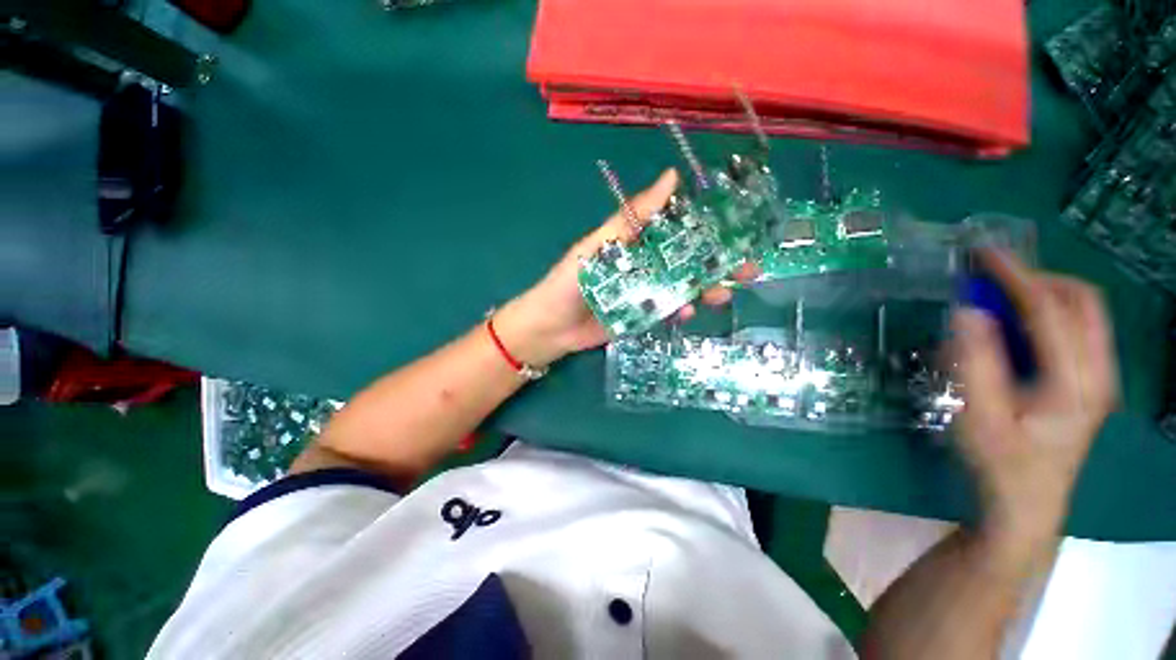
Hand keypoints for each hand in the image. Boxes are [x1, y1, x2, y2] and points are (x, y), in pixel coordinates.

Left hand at [494, 169, 756, 366]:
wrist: (551, 327)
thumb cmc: (570, 281)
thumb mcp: (599, 244)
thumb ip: (632, 217)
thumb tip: (672, 176)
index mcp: (637, 241)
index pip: (678, 229)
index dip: (709, 229)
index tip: (738, 230)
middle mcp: (646, 265)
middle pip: (688, 261)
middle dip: (718, 264)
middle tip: (749, 270)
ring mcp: (646, 293)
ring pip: (684, 287)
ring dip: (706, 289)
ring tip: (722, 295)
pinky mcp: (643, 316)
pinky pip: (669, 312)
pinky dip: (682, 311)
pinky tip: (688, 313)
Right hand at [951, 251, 1117, 549]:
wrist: (1026, 503)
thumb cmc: (999, 463)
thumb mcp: (978, 415)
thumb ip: (975, 362)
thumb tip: (967, 311)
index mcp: (1075, 383)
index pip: (1050, 311)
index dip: (1015, 277)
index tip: (982, 254)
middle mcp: (1099, 372)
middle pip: (1082, 301)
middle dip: (1038, 279)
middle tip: (992, 277)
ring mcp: (1100, 376)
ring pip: (1084, 312)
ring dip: (1043, 294)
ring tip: (999, 297)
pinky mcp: (1090, 381)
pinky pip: (1077, 330)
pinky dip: (1046, 314)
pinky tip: (1015, 326)